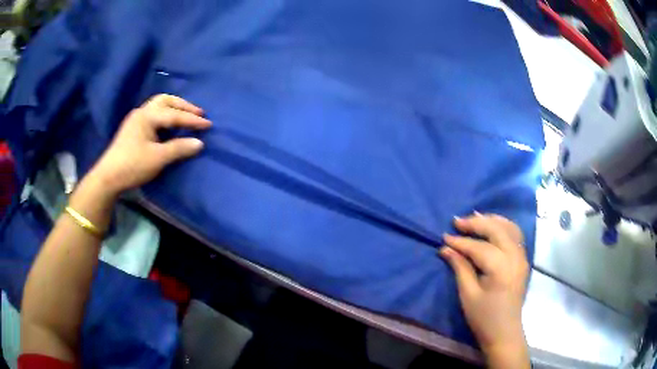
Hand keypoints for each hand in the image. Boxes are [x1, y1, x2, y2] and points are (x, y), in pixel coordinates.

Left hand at [89, 94, 211, 195]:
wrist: (108, 177)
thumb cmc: (132, 165)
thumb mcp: (157, 158)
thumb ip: (179, 148)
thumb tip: (199, 143)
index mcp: (147, 116)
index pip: (174, 115)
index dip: (192, 120)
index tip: (209, 124)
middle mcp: (142, 112)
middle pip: (166, 100)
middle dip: (183, 106)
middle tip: (198, 114)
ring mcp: (136, 119)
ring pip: (158, 105)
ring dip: (174, 108)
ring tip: (186, 116)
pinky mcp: (133, 129)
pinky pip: (154, 114)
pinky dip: (165, 115)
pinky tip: (169, 125)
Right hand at [440, 213, 529, 368]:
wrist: (504, 332)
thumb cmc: (484, 318)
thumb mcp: (468, 295)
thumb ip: (460, 268)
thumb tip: (446, 249)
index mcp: (501, 269)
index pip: (479, 247)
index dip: (461, 242)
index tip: (444, 237)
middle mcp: (515, 257)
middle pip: (497, 230)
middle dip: (476, 223)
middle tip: (457, 222)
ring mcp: (522, 257)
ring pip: (509, 228)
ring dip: (491, 220)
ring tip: (474, 218)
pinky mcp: (523, 260)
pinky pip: (515, 235)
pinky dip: (503, 226)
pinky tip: (493, 226)